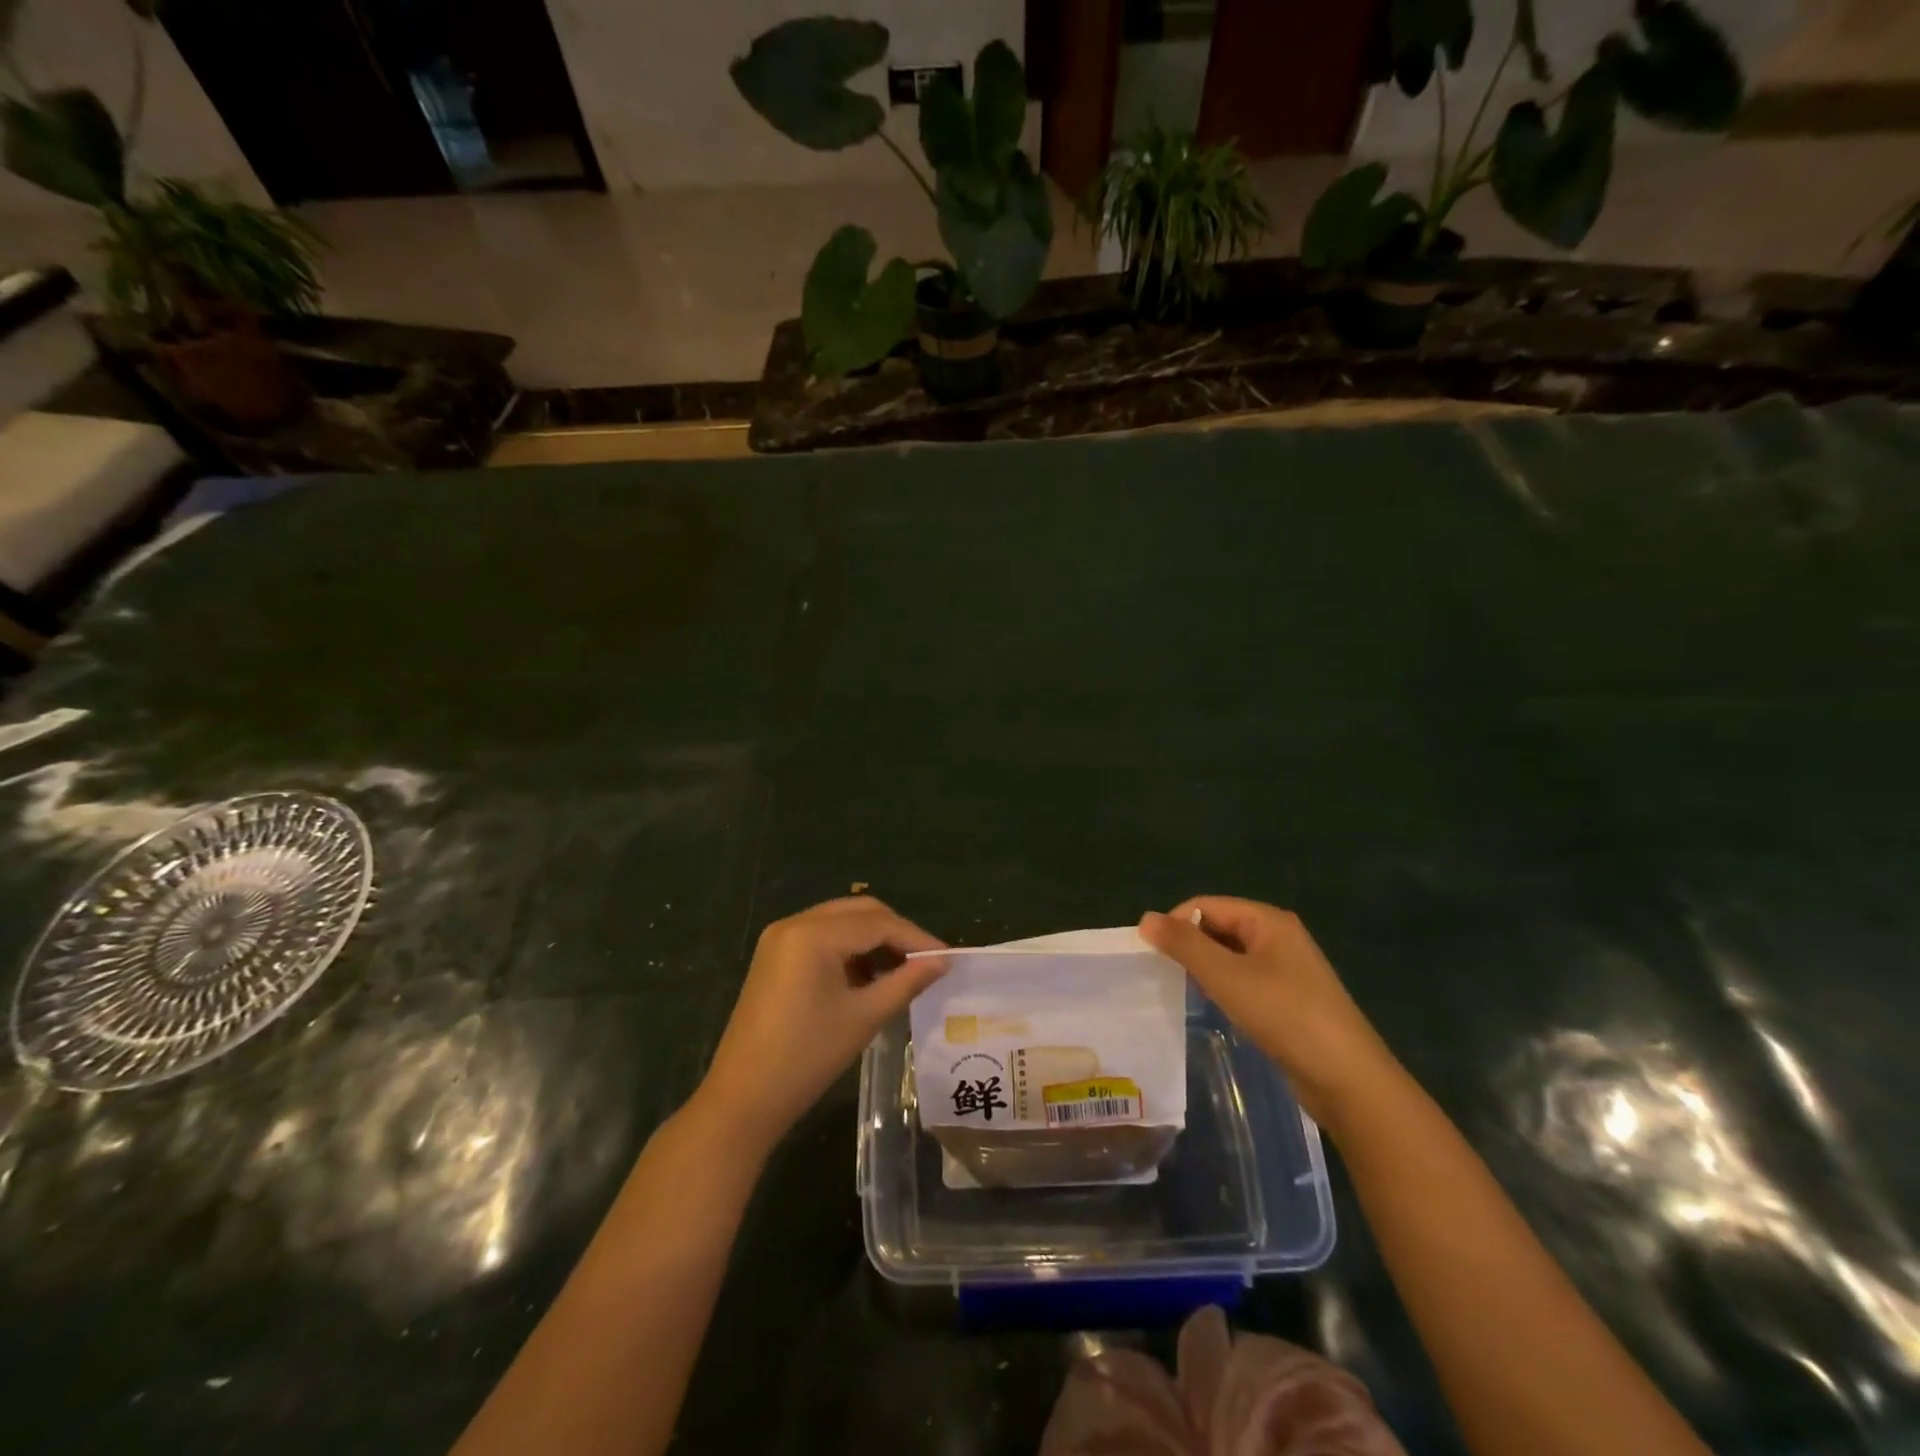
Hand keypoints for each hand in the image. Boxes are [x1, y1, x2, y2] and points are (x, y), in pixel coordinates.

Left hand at [698, 897, 946, 1150]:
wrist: (742, 1099)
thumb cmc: (807, 1057)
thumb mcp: (864, 1017)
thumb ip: (906, 981)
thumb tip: (942, 961)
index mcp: (813, 934)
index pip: (878, 923)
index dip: (916, 937)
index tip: (947, 958)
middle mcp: (794, 924)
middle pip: (859, 912)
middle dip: (895, 932)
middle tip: (926, 961)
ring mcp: (780, 938)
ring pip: (841, 921)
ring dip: (873, 939)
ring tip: (902, 971)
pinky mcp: (774, 956)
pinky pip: (822, 937)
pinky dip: (849, 949)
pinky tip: (868, 976)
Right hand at [1138, 896, 1395, 1130]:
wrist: (1348, 1080)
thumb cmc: (1285, 1016)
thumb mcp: (1227, 977)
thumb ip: (1185, 945)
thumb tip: (1145, 918)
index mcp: (1268, 920)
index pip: (1207, 905)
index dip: (1176, 923)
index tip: (1151, 954)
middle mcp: (1279, 936)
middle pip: (1219, 926)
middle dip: (1190, 945)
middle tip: (1165, 975)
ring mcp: (1287, 969)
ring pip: (1230, 955)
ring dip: (1206, 968)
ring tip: (1186, 991)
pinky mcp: (1289, 999)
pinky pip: (1244, 979)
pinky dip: (1224, 987)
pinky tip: (1216, 1008)